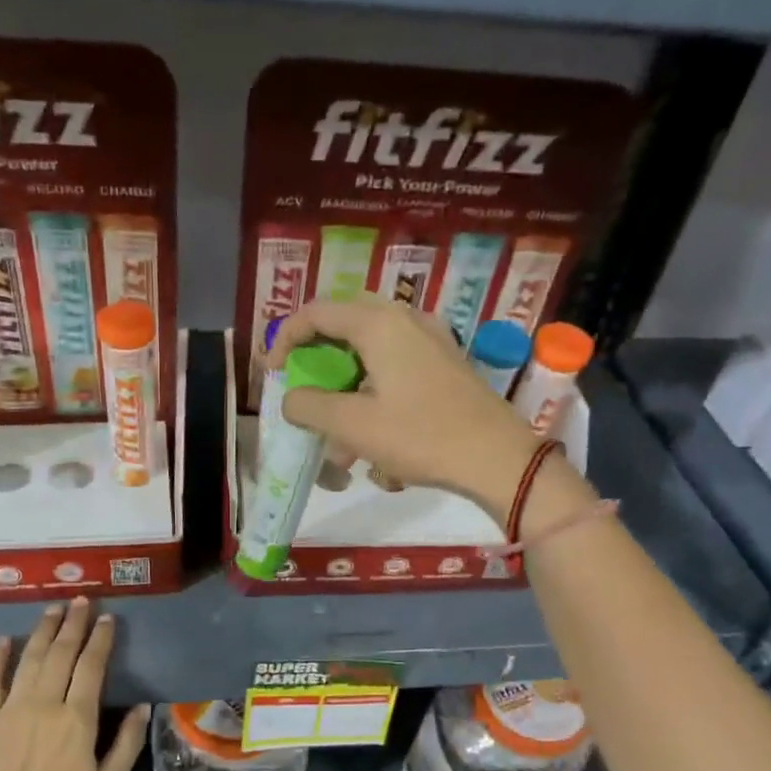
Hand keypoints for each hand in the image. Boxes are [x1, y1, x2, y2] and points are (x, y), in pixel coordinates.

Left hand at [0, 597, 148, 770]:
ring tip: (53, 608)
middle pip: (60, 653)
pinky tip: (4, 640)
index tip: (107, 618)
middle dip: (73, 624)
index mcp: (78, 719)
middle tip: (81, 601)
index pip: (92, 667)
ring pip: (29, 659)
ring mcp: (10, 709)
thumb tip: (143, 706)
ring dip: (42, 630)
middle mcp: (44, 704)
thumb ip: (126, 744)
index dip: (101, 639)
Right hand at [270, 301, 542, 525]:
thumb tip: (290, 398)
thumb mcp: (352, 425)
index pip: (316, 313)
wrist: (497, 458)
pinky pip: (396, 365)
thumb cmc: (421, 437)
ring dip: (347, 385)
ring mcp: (430, 339)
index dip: (285, 340)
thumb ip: (309, 406)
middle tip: (305, 389)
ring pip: (371, 349)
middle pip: (344, 324)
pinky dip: (374, 391)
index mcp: (379, 324)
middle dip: (318, 358)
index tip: (273, 375)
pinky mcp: (445, 363)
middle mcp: (405, 319)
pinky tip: (374, 437)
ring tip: (339, 436)